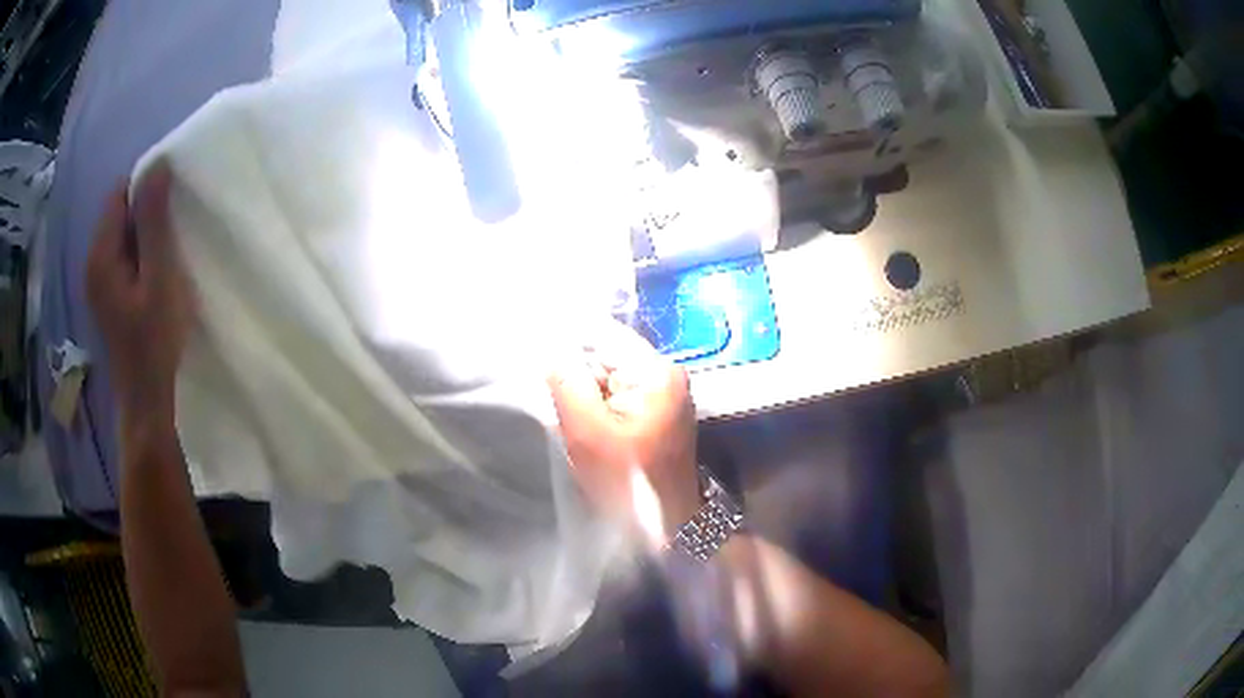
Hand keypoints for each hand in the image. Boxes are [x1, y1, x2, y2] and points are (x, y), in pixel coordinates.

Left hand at [86, 163, 194, 422]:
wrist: (146, 400)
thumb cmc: (155, 340)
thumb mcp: (159, 276)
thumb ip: (154, 220)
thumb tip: (158, 164)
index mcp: (101, 254)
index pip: (120, 193)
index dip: (147, 188)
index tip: (173, 204)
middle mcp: (93, 262)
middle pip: (120, 213)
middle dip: (147, 212)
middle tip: (174, 231)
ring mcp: (99, 281)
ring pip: (123, 235)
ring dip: (146, 234)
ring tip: (168, 254)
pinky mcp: (108, 295)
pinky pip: (123, 256)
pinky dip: (141, 254)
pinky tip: (156, 274)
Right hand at [548, 323, 701, 543]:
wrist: (668, 524)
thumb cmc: (629, 481)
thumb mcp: (588, 431)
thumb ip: (567, 383)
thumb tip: (550, 348)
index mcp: (656, 372)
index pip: (604, 336)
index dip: (569, 343)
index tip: (538, 352)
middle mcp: (667, 374)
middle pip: (609, 357)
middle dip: (578, 375)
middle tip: (556, 399)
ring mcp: (667, 394)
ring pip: (612, 378)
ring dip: (587, 393)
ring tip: (572, 418)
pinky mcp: (660, 414)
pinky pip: (621, 396)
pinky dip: (601, 407)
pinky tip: (589, 428)